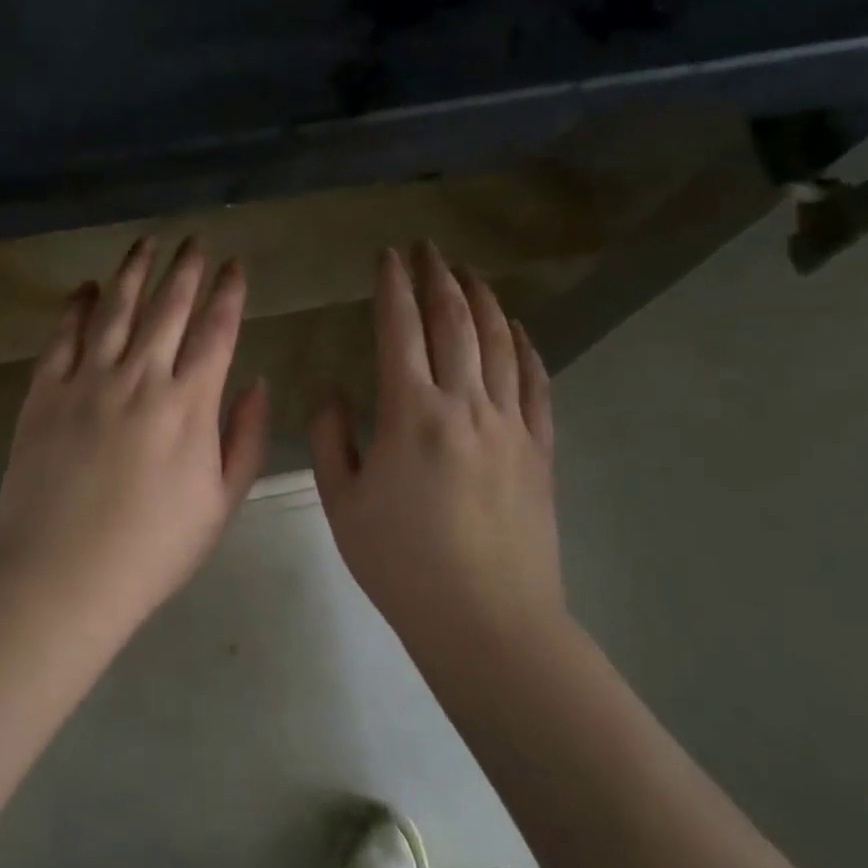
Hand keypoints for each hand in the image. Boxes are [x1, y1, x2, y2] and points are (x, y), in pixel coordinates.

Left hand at [0, 237, 271, 628]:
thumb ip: (245, 439)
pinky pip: (62, 337)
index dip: (228, 293)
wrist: (63, 576)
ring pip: (115, 309)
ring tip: (145, 242)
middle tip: (195, 239)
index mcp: (189, 405)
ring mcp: (88, 380)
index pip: (216, 332)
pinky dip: (74, 307)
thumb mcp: (220, 503)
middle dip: (186, 268)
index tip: (235, 265)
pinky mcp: (45, 392)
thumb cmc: (152, 549)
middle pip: (168, 308)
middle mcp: (140, 377)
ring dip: (133, 271)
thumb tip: (257, 382)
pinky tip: (83, 288)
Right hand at [308, 242, 563, 643]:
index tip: (387, 256)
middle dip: (437, 277)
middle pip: (454, 322)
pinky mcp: (539, 448)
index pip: (399, 329)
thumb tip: (333, 393)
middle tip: (427, 247)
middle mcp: (464, 403)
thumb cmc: (403, 563)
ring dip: (481, 300)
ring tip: (468, 272)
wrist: (488, 621)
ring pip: (498, 342)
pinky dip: (526, 346)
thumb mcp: (341, 503)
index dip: (393, 286)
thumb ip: (328, 438)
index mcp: (410, 412)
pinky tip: (518, 327)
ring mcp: (509, 423)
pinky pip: (535, 382)